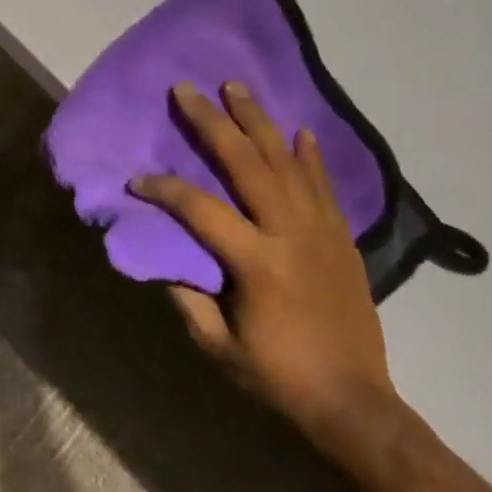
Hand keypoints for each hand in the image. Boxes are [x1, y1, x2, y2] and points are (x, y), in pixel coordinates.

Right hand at [132, 82, 397, 449]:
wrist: (355, 404)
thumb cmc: (278, 376)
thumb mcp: (218, 345)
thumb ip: (188, 296)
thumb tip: (164, 255)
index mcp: (257, 263)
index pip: (200, 209)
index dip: (164, 189)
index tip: (136, 179)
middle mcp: (291, 234)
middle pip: (247, 164)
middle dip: (213, 123)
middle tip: (188, 90)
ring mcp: (321, 231)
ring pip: (287, 162)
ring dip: (259, 122)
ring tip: (237, 87)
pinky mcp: (342, 238)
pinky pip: (324, 185)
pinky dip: (311, 155)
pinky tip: (300, 130)